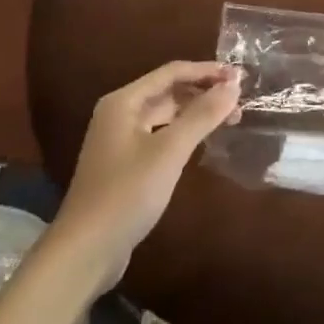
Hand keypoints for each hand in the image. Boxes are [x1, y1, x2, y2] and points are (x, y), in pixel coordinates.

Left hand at [54, 61, 240, 286]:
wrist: (84, 252)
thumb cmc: (127, 193)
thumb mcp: (169, 151)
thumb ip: (202, 115)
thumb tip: (234, 85)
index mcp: (124, 102)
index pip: (172, 72)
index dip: (207, 71)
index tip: (239, 77)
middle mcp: (120, 114)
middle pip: (168, 91)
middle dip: (203, 92)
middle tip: (239, 100)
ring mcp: (120, 141)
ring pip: (166, 115)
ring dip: (196, 113)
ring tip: (229, 119)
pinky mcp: (125, 165)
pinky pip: (161, 136)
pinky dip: (184, 133)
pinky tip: (203, 142)